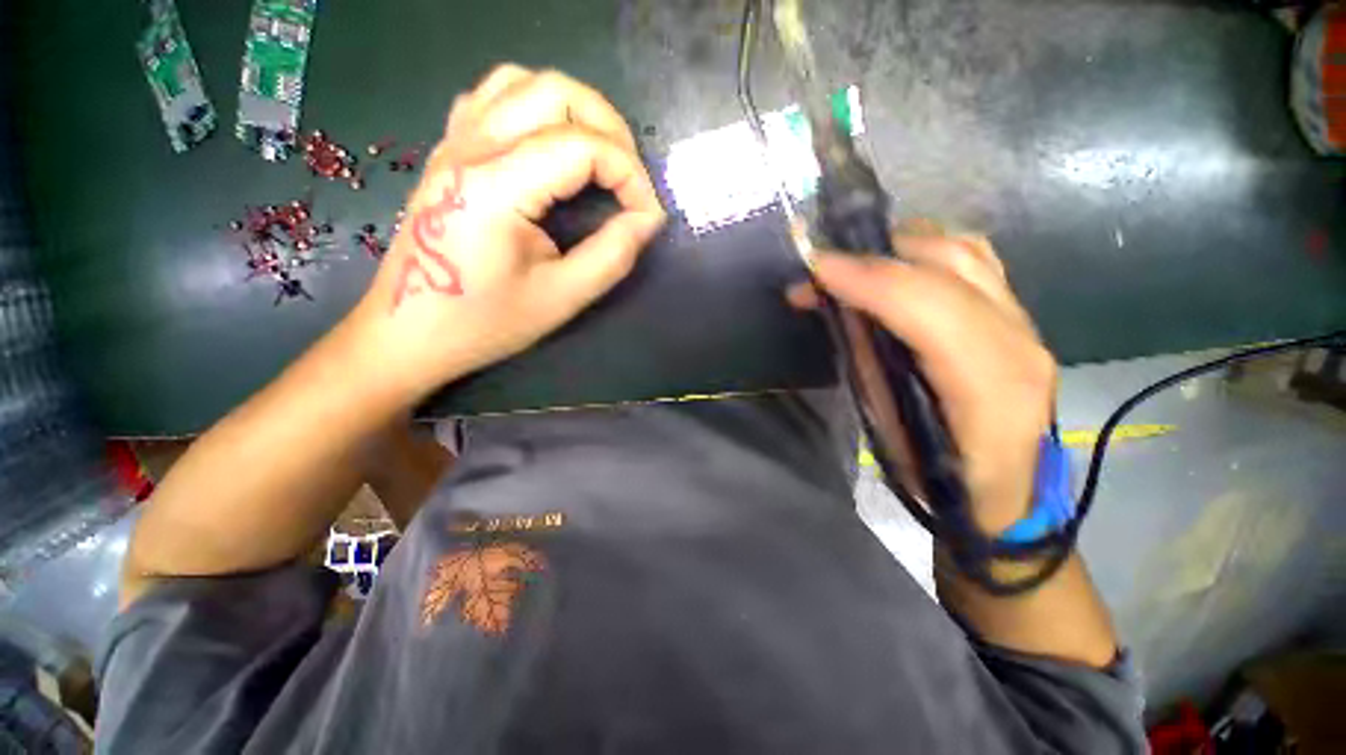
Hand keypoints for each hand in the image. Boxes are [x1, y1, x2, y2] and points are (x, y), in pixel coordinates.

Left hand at [348, 65, 665, 402]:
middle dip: (611, 130)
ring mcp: (453, 142)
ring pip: (524, 82)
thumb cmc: (485, 322)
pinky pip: (493, 97)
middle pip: (556, 92)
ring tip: (600, 157)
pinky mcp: (448, 151)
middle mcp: (471, 147)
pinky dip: (535, 108)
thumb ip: (613, 255)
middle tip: (631, 180)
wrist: (408, 331)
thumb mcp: (562, 298)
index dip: (631, 177)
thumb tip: (647, 220)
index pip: (584, 147)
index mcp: (496, 187)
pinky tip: (549, 145)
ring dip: (575, 111)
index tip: (647, 216)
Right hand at [790, 228, 1056, 534]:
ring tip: (853, 266)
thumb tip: (834, 309)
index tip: (817, 270)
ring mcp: (1027, 325)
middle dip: (877, 257)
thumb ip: (866, 362)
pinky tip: (893, 268)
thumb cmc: (936, 476)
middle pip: (952, 265)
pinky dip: (925, 253)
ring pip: (966, 253)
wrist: (1003, 493)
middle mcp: (1020, 345)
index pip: (931, 309)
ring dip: (901, 248)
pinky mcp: (1018, 318)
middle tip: (823, 271)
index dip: (871, 280)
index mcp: (989, 390)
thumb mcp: (887, 428)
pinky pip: (974, 262)